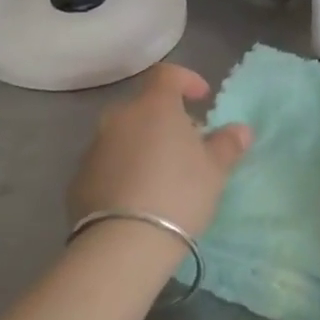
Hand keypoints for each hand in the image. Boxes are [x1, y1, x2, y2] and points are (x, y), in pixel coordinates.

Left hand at [66, 63, 251, 239]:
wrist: (122, 245)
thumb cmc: (178, 194)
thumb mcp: (215, 170)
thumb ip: (227, 144)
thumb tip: (241, 130)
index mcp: (154, 106)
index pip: (167, 74)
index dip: (186, 80)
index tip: (202, 99)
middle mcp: (120, 118)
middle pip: (145, 107)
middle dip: (166, 119)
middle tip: (186, 145)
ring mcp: (94, 148)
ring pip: (124, 135)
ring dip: (143, 145)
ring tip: (162, 175)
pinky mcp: (78, 179)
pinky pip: (108, 163)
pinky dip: (123, 169)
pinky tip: (138, 197)